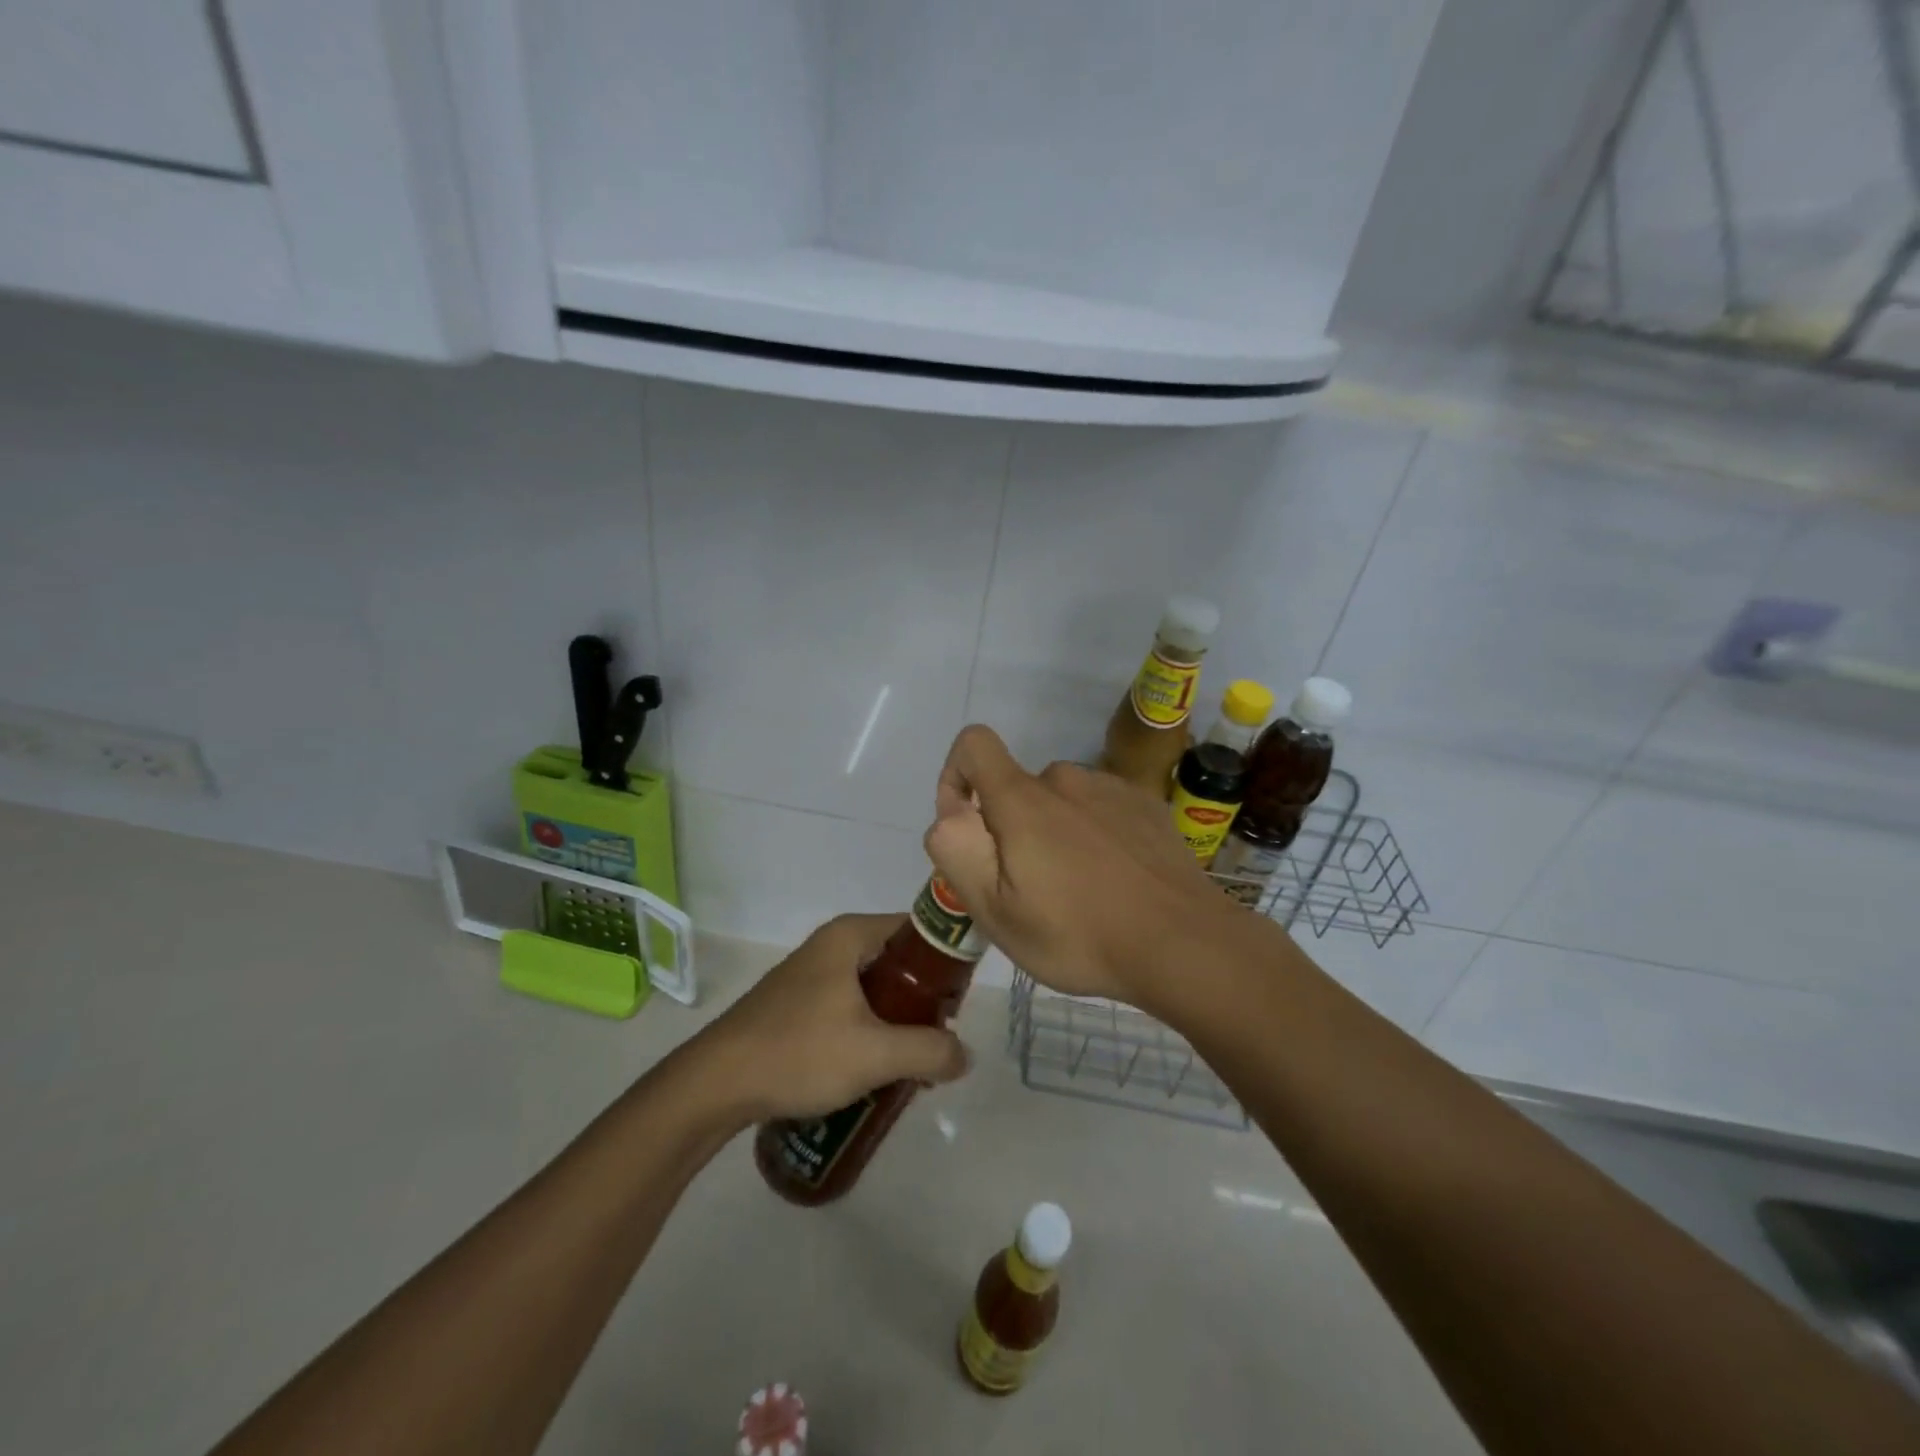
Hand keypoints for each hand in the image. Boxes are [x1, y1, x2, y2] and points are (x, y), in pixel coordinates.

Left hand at [698, 913, 970, 1121]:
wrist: (716, 1084)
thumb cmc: (798, 1053)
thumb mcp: (875, 1054)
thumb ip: (929, 1051)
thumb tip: (965, 1056)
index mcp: (852, 935)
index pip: (918, 929)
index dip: (947, 961)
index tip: (961, 1001)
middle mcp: (833, 944)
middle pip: (898, 961)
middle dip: (924, 1000)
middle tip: (941, 1038)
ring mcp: (812, 973)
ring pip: (874, 987)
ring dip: (898, 1020)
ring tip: (914, 1061)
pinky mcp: (798, 1003)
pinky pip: (851, 1005)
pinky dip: (871, 1029)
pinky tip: (874, 1068)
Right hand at [923, 724, 1247, 1003]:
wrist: (1183, 944)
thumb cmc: (1079, 934)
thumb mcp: (997, 912)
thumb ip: (957, 852)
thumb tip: (952, 812)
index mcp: (1022, 799)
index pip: (974, 743)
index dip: (955, 776)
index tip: (968, 827)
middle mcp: (1065, 778)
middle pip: (1017, 789)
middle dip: (1010, 828)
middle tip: (1031, 890)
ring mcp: (1111, 788)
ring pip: (1060, 801)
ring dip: (1055, 832)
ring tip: (1078, 890)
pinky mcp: (1146, 805)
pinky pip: (1101, 808)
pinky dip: (1094, 833)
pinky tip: (1116, 879)